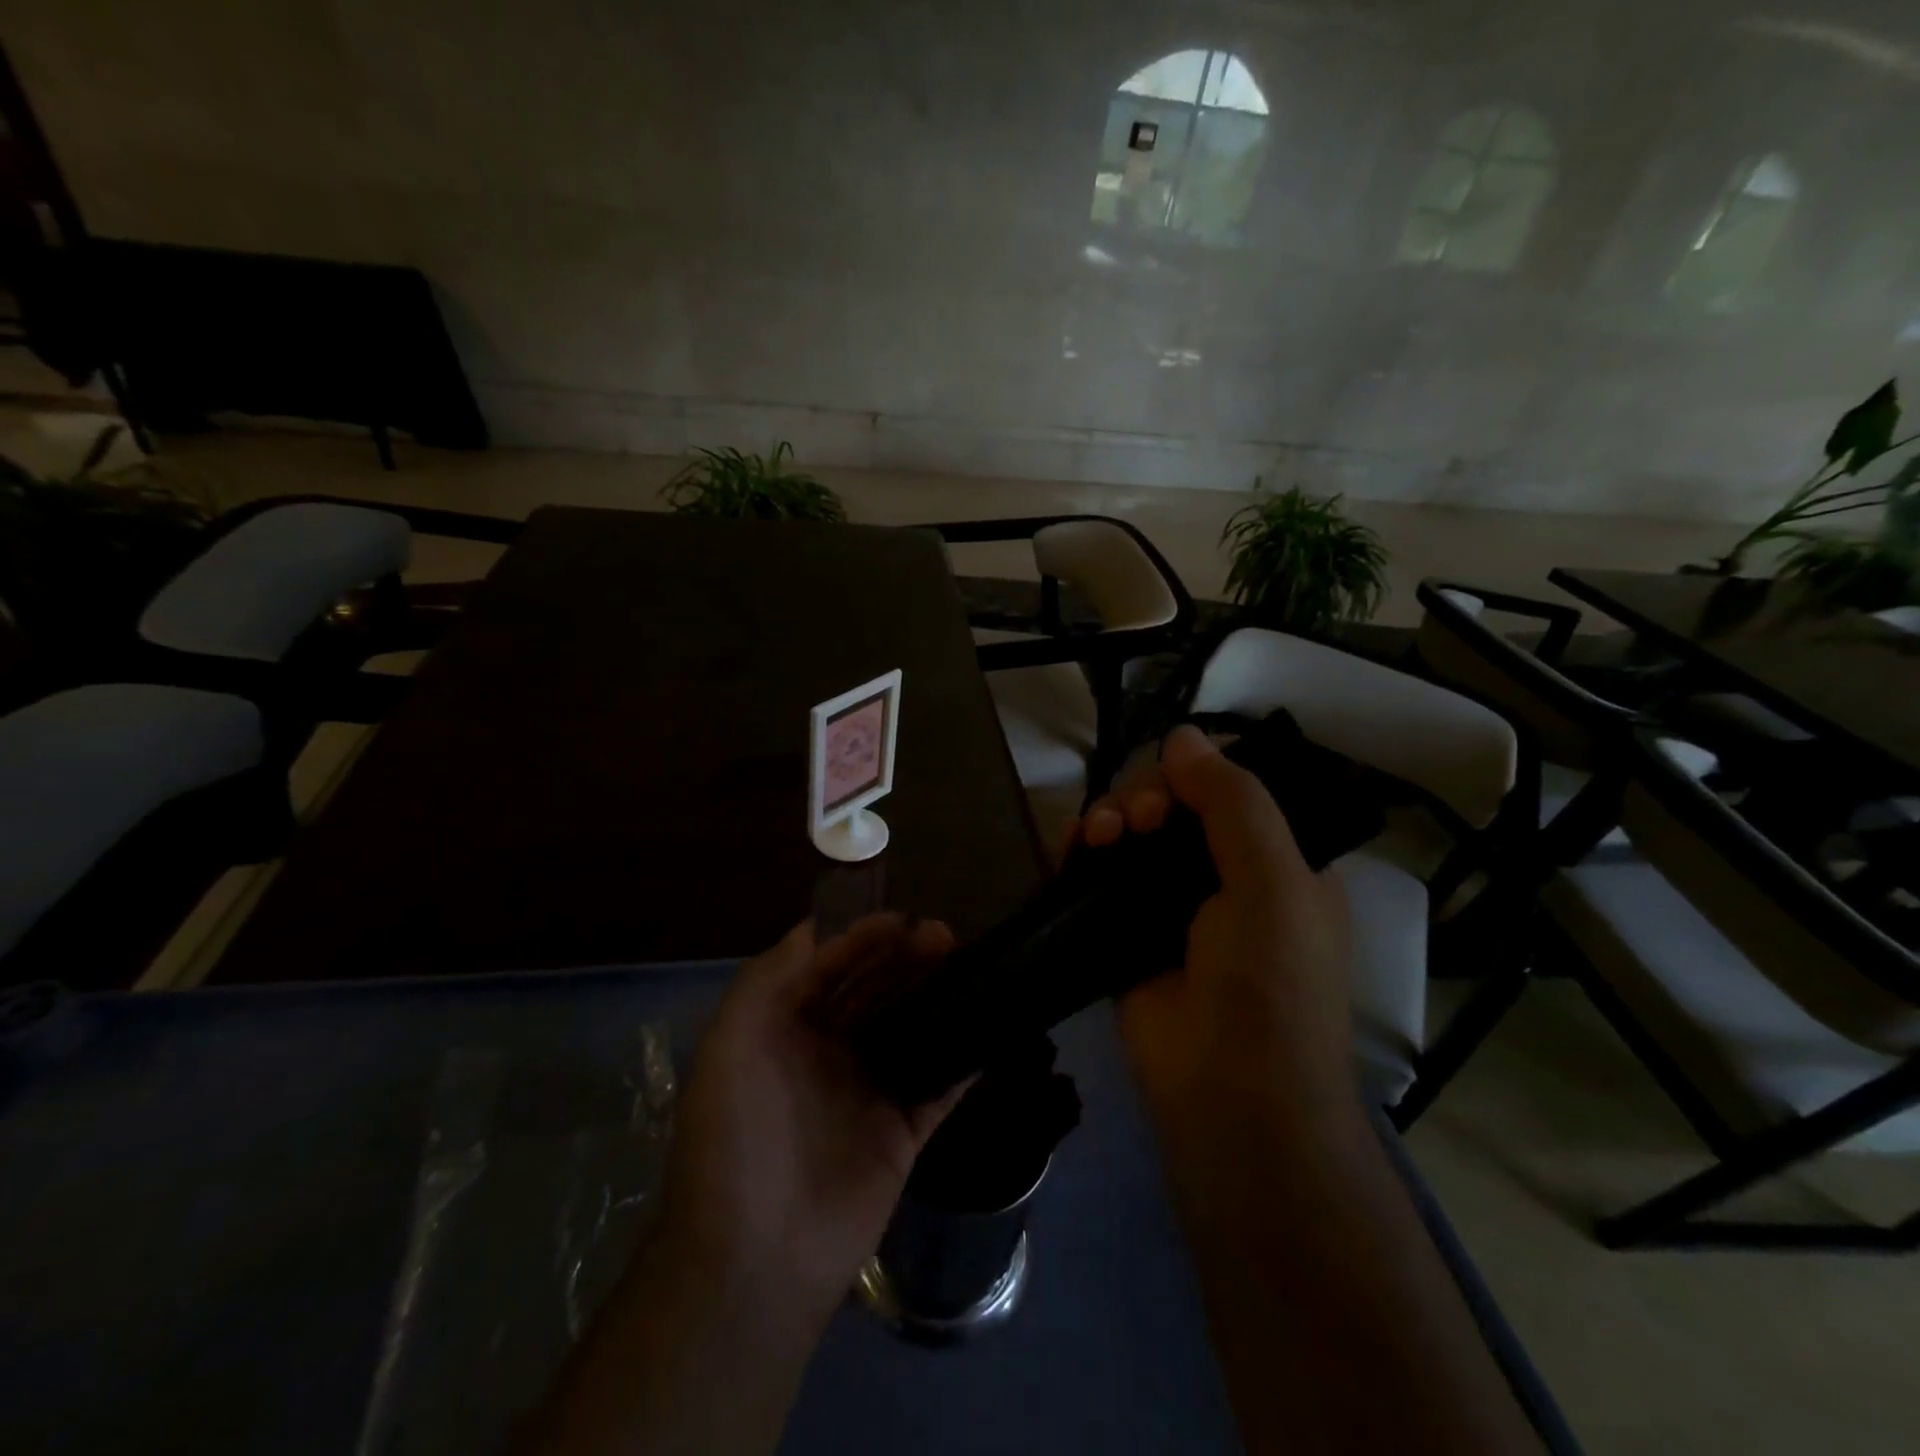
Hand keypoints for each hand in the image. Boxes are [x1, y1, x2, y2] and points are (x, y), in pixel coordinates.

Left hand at [653, 914, 962, 1324]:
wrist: (756, 1258)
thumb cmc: (737, 1135)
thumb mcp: (731, 1042)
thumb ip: (770, 976)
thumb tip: (818, 928)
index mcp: (783, 1029)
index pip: (828, 965)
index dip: (862, 937)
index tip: (903, 919)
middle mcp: (826, 1052)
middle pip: (874, 989)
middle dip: (905, 957)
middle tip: (945, 936)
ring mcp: (867, 1091)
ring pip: (910, 1025)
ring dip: (937, 992)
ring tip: (968, 963)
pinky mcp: (903, 1132)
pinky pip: (940, 1085)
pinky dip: (963, 1057)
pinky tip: (988, 1024)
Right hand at [1074, 725, 1355, 1129]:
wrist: (1228, 1096)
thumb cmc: (1269, 984)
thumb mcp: (1273, 882)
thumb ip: (1233, 802)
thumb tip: (1183, 735)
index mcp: (1273, 860)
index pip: (1225, 791)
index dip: (1191, 776)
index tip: (1169, 790)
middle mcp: (1220, 876)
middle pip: (1170, 806)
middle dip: (1144, 797)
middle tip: (1134, 819)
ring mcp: (1166, 905)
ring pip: (1128, 834)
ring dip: (1108, 817)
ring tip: (1099, 834)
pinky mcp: (1121, 930)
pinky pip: (1096, 874)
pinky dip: (1081, 851)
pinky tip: (1073, 847)